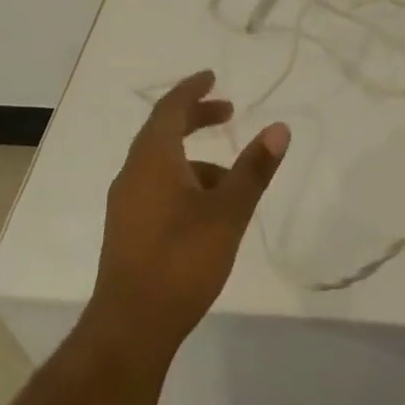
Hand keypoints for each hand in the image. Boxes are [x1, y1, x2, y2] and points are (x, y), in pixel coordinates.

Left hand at [89, 71, 289, 357]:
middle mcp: (133, 173)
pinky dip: (183, 181)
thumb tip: (279, 128)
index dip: (192, 89)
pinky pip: (156, 186)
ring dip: (194, 157)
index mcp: (153, 159)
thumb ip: (253, 169)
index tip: (212, 76)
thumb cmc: (182, 260)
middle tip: (228, 112)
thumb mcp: (228, 212)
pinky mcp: (127, 229)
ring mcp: (125, 203)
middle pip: (162, 131)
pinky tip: (207, 212)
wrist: (131, 327)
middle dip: (195, 118)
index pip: (170, 108)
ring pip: (160, 163)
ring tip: (231, 179)